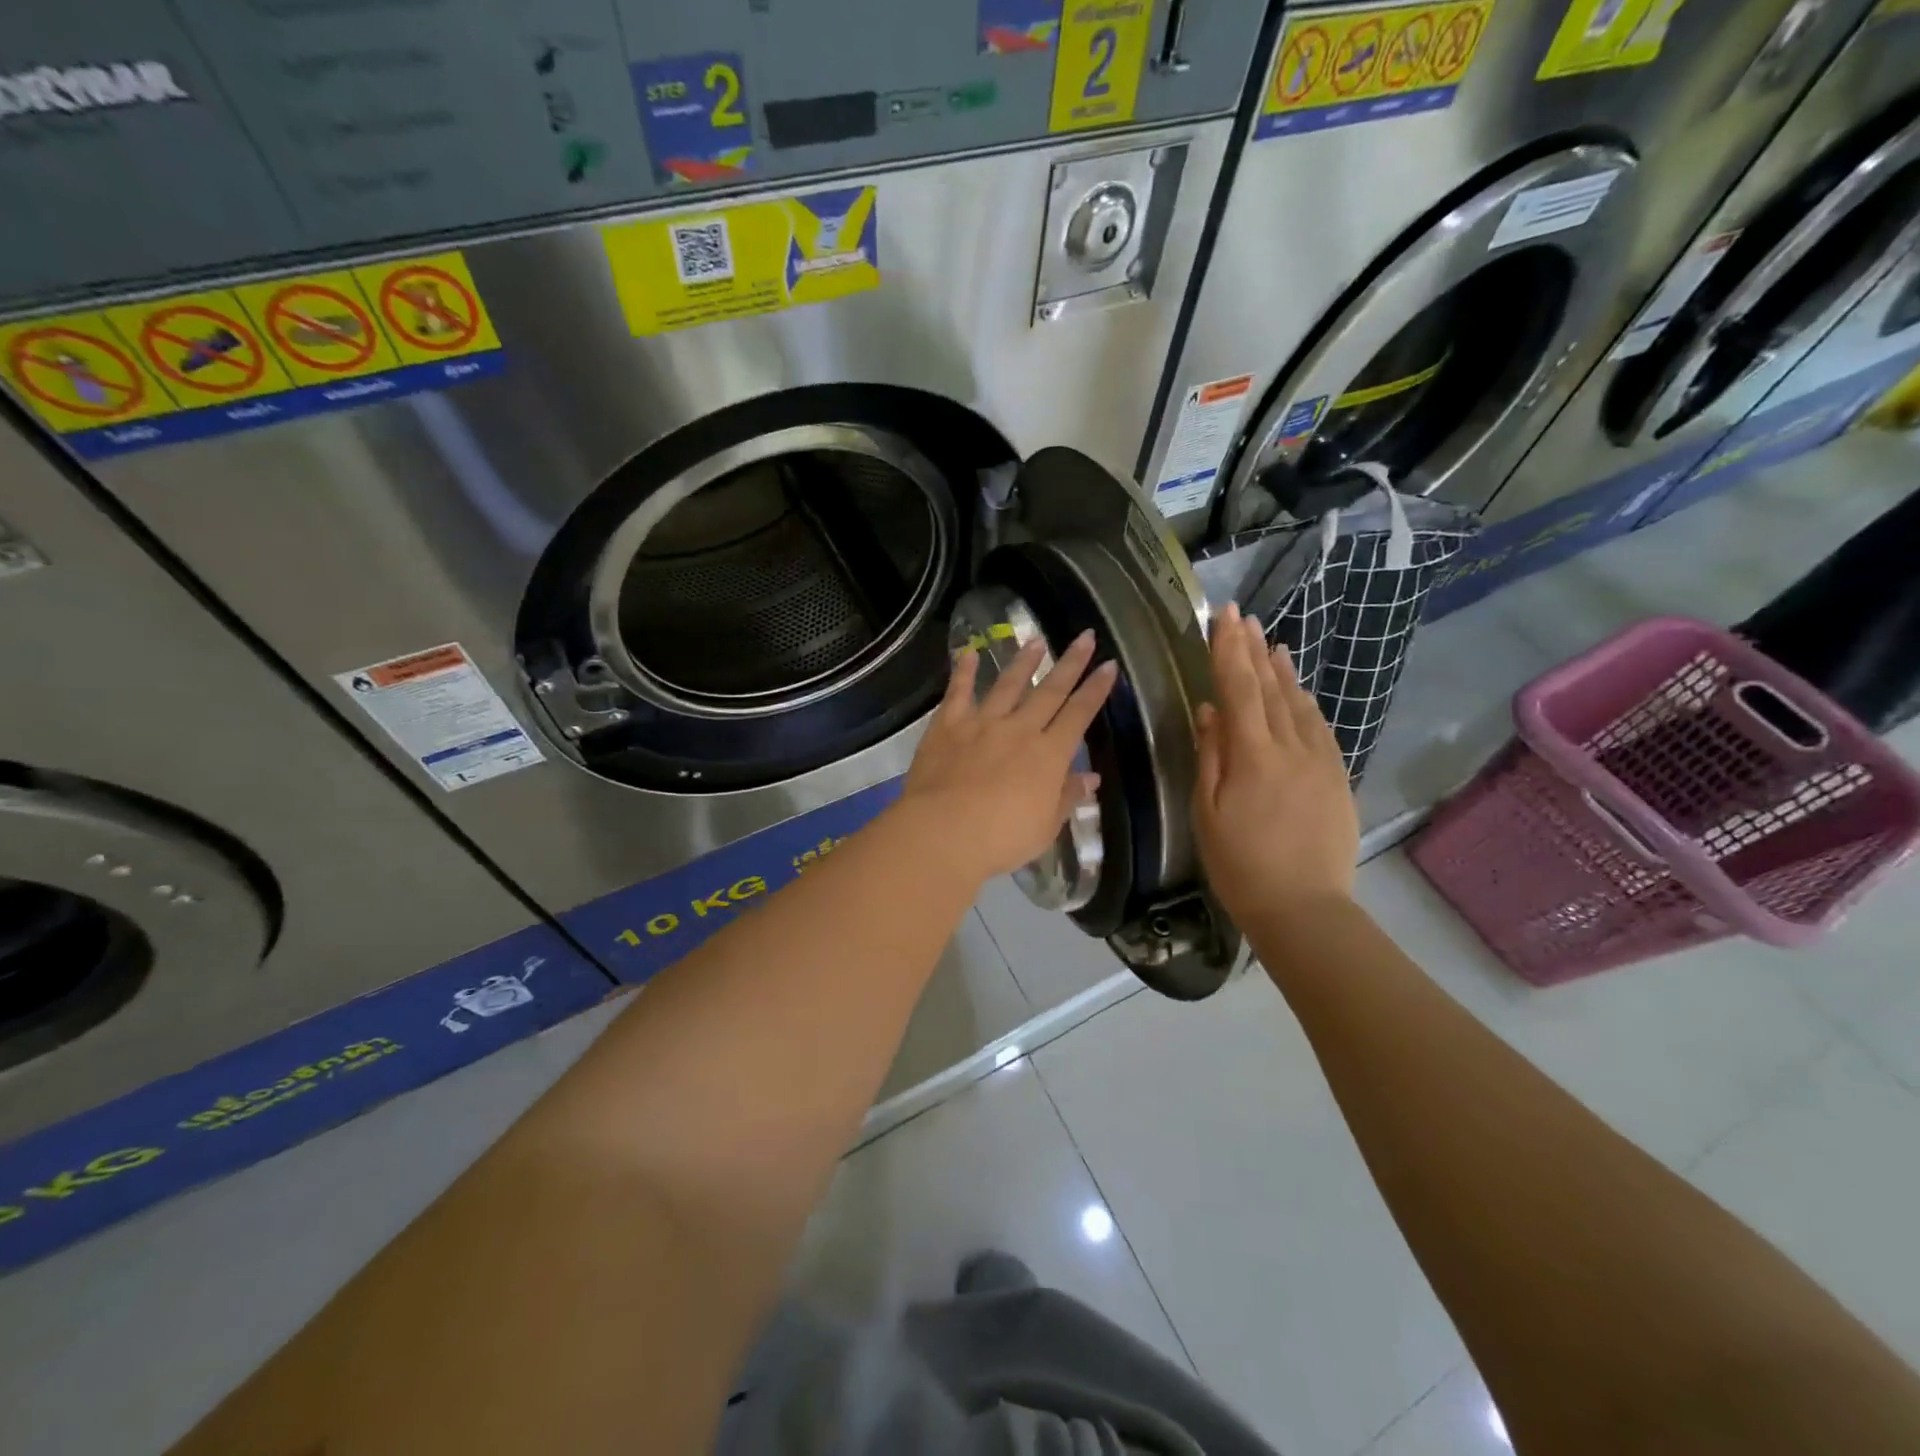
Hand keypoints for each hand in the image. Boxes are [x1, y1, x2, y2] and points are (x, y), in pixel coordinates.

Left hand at [897, 630, 1116, 884]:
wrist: (944, 832)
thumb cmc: (1002, 838)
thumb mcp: (1045, 827)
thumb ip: (1067, 797)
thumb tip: (1090, 777)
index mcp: (1048, 755)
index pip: (1079, 714)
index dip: (1096, 690)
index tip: (1109, 666)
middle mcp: (1020, 729)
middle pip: (1050, 691)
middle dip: (1070, 663)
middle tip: (1085, 637)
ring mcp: (982, 723)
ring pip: (1007, 685)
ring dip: (1023, 662)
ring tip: (1035, 641)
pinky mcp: (948, 726)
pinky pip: (958, 693)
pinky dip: (964, 671)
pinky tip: (969, 653)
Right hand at [1193, 603, 1357, 924]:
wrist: (1305, 908)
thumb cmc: (1241, 865)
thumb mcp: (1208, 813)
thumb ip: (1211, 757)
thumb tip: (1210, 711)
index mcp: (1253, 756)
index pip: (1239, 689)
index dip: (1229, 651)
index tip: (1224, 617)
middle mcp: (1291, 748)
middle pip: (1271, 689)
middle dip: (1254, 650)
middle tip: (1244, 618)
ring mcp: (1320, 762)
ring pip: (1299, 705)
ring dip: (1283, 671)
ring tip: (1272, 643)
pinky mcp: (1337, 778)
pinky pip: (1321, 728)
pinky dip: (1307, 703)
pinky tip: (1301, 693)